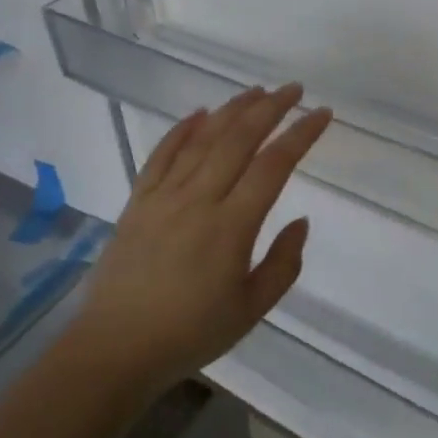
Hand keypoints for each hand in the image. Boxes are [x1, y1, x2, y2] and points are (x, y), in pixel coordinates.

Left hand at [73, 84, 332, 398]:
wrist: (116, 348)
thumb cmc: (190, 334)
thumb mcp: (251, 309)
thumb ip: (283, 264)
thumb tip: (300, 221)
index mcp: (231, 226)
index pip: (273, 166)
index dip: (300, 135)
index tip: (321, 114)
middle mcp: (198, 199)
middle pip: (238, 139)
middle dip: (269, 108)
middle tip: (292, 90)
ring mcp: (163, 196)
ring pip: (202, 139)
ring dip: (231, 110)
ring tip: (255, 92)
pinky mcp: (137, 201)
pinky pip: (161, 155)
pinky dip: (182, 130)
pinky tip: (199, 114)